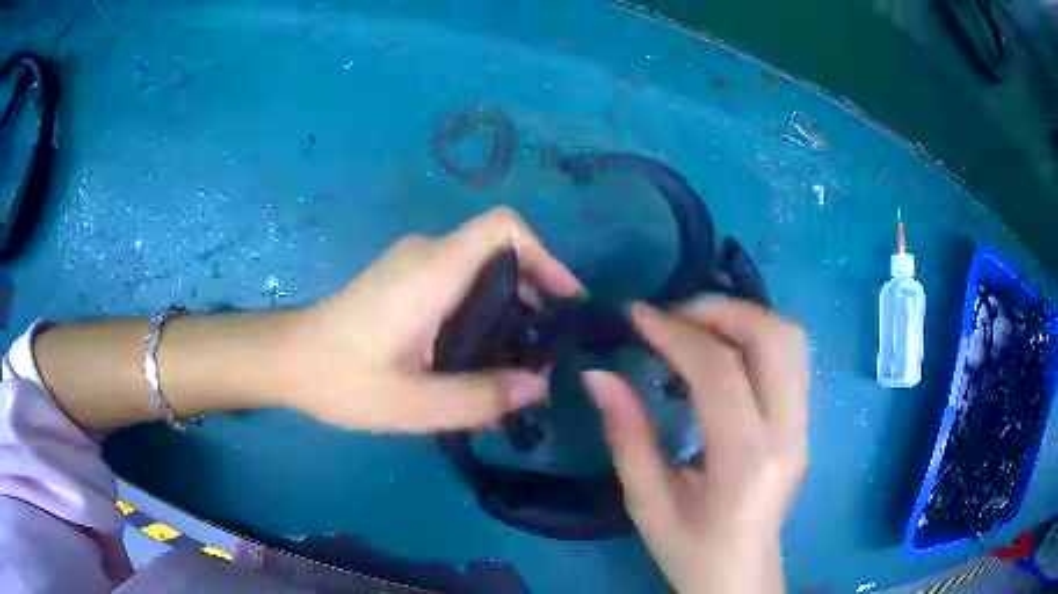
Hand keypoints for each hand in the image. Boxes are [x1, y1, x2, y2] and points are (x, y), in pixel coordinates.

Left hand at [282, 207, 582, 431]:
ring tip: (517, 364)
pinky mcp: (402, 279)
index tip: (564, 302)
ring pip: (480, 269)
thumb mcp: (415, 404)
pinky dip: (482, 311)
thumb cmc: (344, 379)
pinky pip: (458, 282)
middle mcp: (427, 254)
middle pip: (500, 251)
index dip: (545, 255)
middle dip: (533, 294)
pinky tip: (477, 358)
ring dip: (508, 308)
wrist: (287, 360)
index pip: (504, 227)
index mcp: (434, 270)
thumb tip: (540, 387)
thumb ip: (482, 398)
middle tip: (544, 350)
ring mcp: (412, 264)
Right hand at [583, 299, 808, 593]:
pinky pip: (790, 359)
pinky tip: (720, 353)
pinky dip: (755, 338)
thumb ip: (626, 435)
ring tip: (695, 328)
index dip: (676, 334)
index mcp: (745, 463)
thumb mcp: (646, 503)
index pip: (721, 373)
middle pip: (774, 338)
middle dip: (721, 311)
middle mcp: (787, 435)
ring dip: (743, 318)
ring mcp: (805, 427)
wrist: (742, 576)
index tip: (636, 316)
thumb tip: (597, 375)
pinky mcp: (805, 424)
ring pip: (791, 340)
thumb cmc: (690, 551)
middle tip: (673, 317)